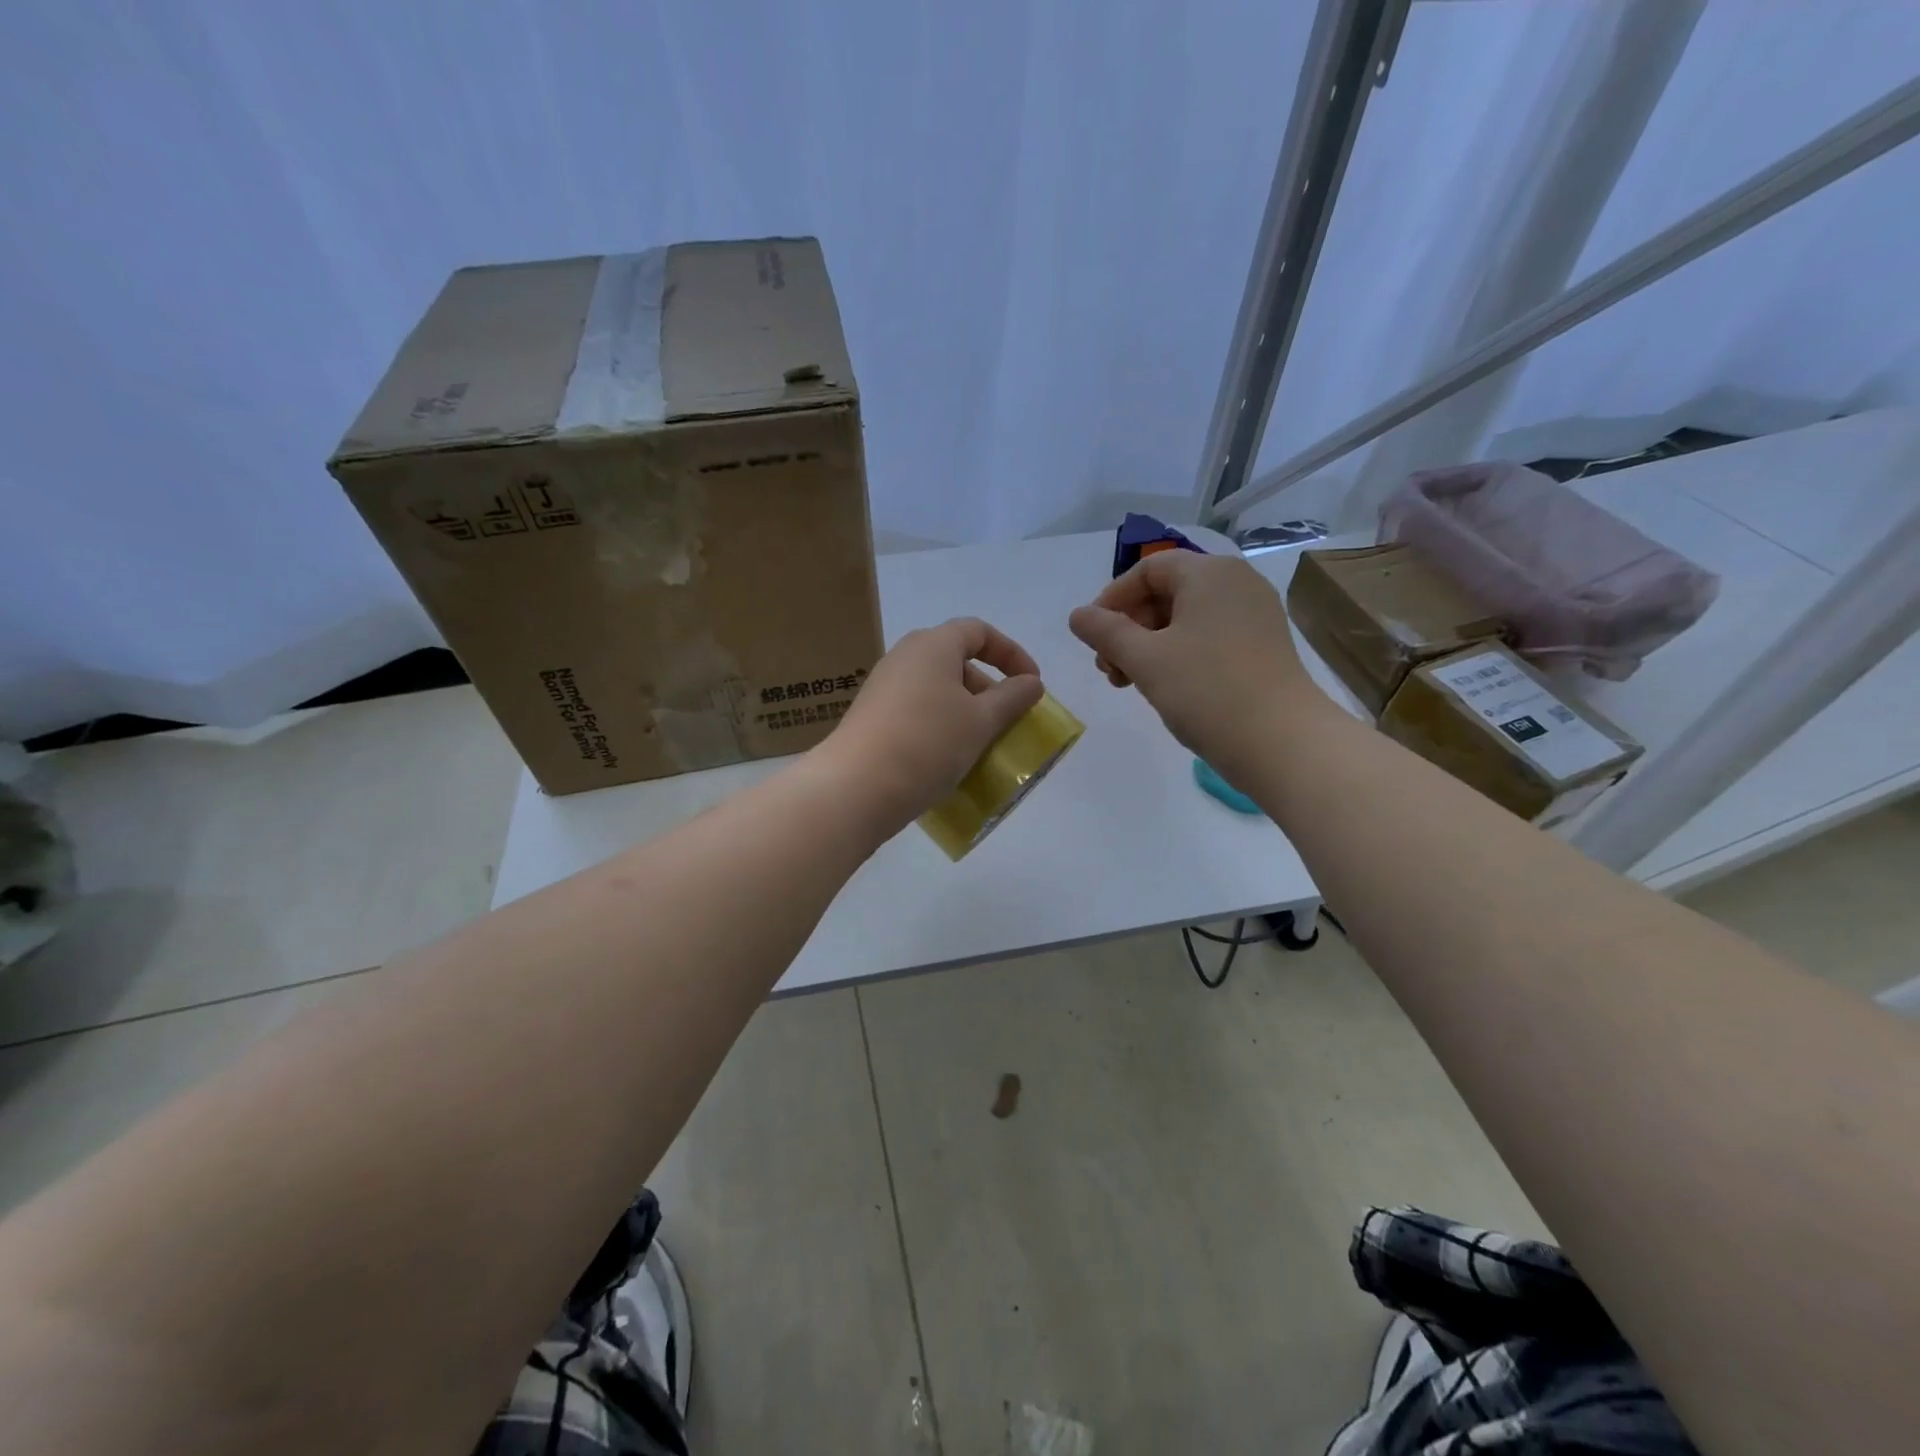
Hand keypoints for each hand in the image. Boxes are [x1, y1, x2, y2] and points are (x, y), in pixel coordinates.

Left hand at [819, 617, 1045, 830]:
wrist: (856, 787)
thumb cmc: (928, 743)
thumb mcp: (981, 721)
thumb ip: (1012, 698)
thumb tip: (1031, 683)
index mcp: (932, 645)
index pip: (979, 631)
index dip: (1011, 653)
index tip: (1032, 685)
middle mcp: (904, 657)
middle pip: (956, 660)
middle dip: (988, 688)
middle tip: (1007, 721)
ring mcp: (883, 688)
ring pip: (936, 689)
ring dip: (966, 711)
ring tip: (982, 744)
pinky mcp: (872, 717)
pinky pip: (917, 711)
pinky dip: (941, 725)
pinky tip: (949, 758)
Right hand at [1068, 551, 1334, 784]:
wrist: (1282, 742)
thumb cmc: (1206, 690)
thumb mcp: (1145, 659)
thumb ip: (1105, 632)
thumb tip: (1078, 615)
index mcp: (1209, 573)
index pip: (1148, 569)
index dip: (1112, 599)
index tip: (1091, 636)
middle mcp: (1236, 583)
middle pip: (1166, 593)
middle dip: (1128, 628)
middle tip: (1109, 669)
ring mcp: (1254, 615)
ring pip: (1185, 619)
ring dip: (1148, 646)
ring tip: (1129, 683)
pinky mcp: (1262, 646)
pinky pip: (1208, 637)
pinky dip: (1178, 654)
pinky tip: (1164, 687)